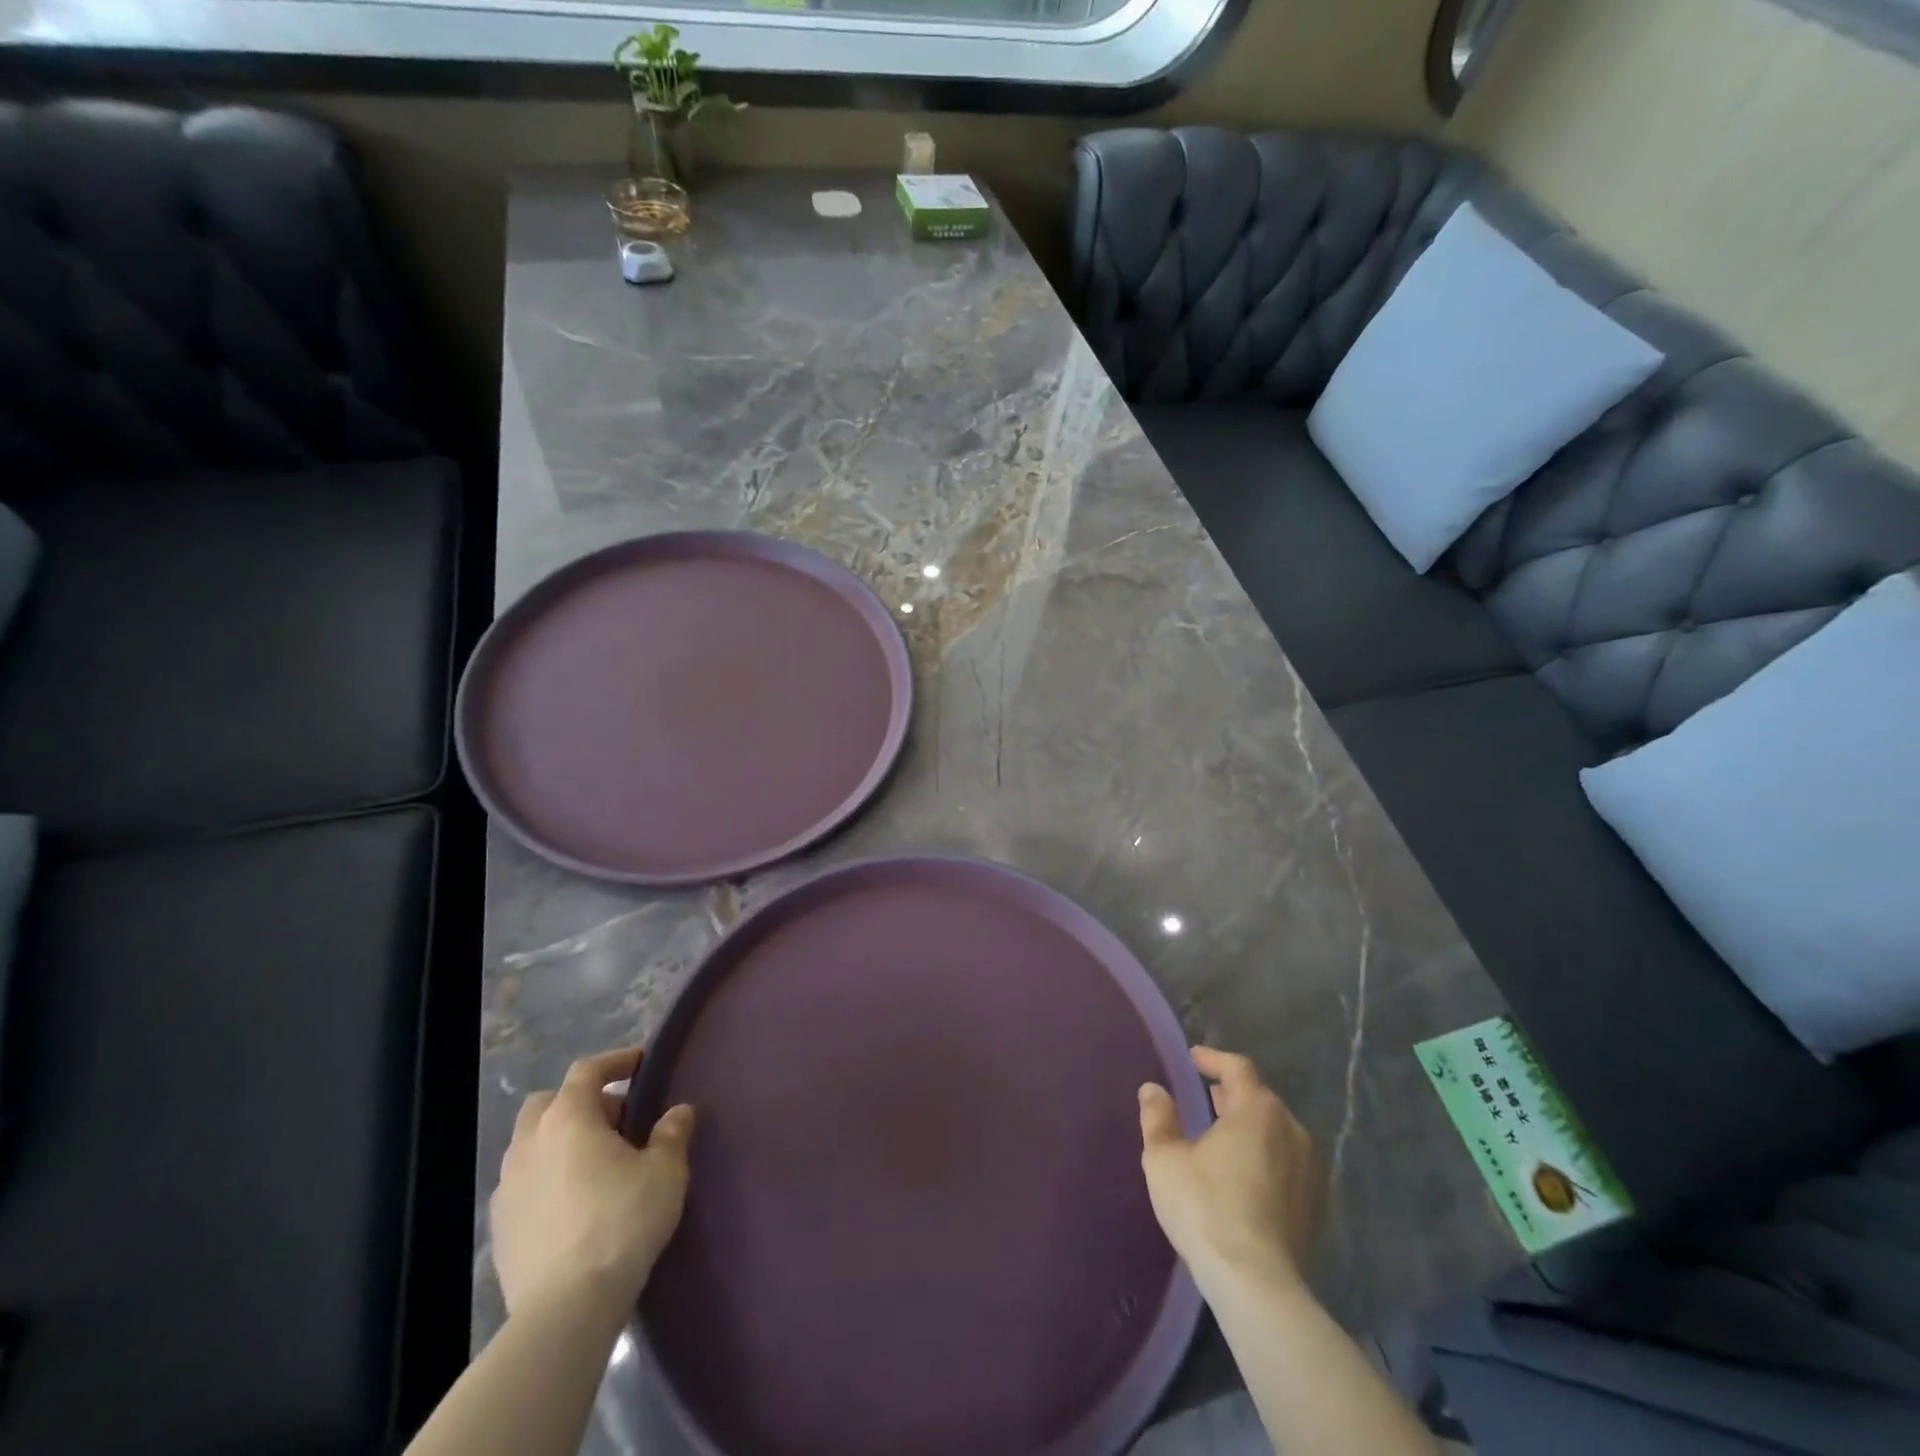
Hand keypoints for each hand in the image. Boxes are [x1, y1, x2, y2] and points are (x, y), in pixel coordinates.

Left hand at [491, 1047, 695, 1320]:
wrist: (566, 1308)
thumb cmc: (621, 1221)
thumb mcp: (665, 1171)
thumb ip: (671, 1133)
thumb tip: (678, 1112)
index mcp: (567, 1119)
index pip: (587, 1071)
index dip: (615, 1062)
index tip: (641, 1064)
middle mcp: (529, 1144)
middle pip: (548, 1103)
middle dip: (580, 1101)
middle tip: (617, 1119)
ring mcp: (507, 1188)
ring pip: (531, 1145)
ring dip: (561, 1141)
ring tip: (596, 1162)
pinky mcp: (500, 1230)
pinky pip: (524, 1184)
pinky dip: (547, 1178)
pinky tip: (574, 1202)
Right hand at [1138, 1047, 1321, 1290]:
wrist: (1258, 1286)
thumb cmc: (1206, 1208)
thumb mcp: (1165, 1158)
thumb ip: (1158, 1117)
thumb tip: (1153, 1089)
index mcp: (1258, 1110)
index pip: (1238, 1068)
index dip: (1213, 1059)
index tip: (1193, 1058)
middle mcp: (1292, 1130)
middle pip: (1260, 1099)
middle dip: (1232, 1093)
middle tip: (1206, 1095)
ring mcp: (1309, 1170)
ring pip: (1276, 1132)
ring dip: (1249, 1125)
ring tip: (1222, 1133)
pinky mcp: (1315, 1205)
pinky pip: (1285, 1162)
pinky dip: (1263, 1155)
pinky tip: (1243, 1172)